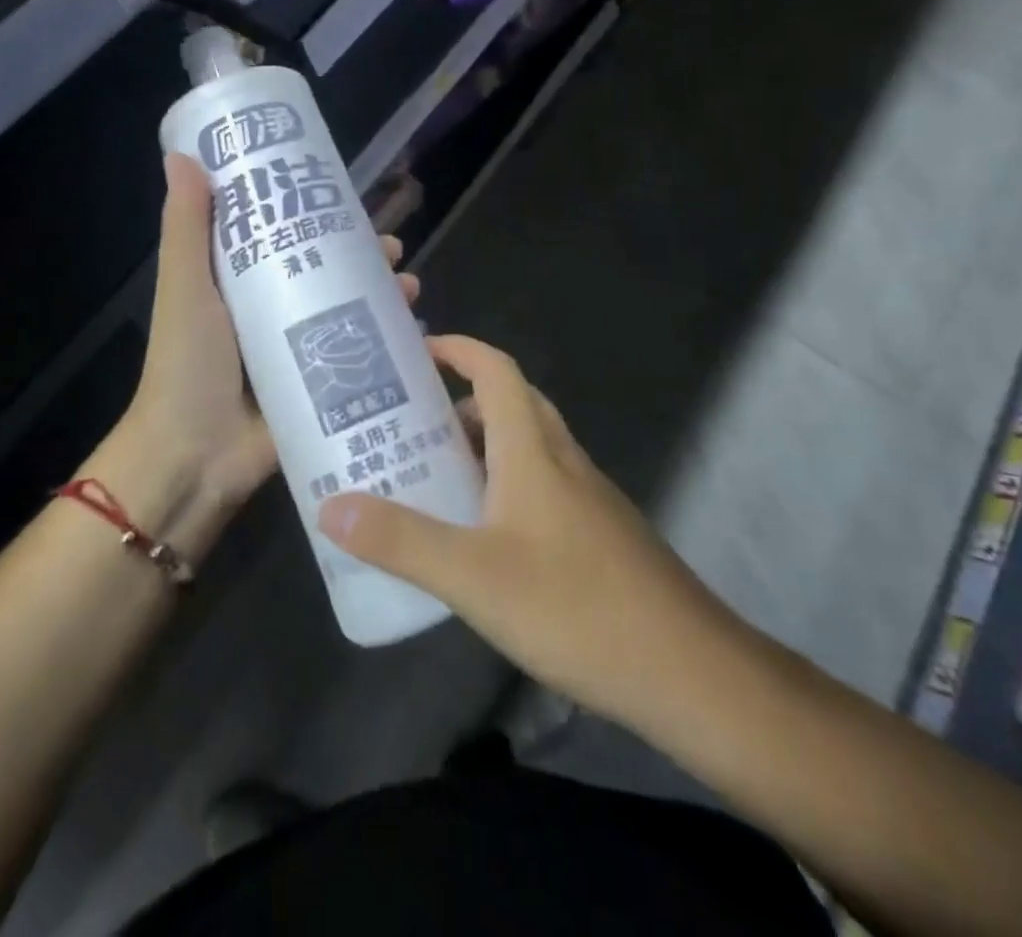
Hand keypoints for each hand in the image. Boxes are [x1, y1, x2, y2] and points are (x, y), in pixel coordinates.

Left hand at [95, 153, 418, 556]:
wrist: (194, 456)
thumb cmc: (188, 362)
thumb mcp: (185, 285)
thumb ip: (188, 226)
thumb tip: (182, 155)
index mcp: (236, 285)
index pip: (281, 236)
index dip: (313, 215)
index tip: (346, 198)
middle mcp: (270, 313)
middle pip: (324, 274)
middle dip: (362, 259)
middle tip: (394, 248)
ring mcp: (297, 353)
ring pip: (347, 313)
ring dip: (382, 298)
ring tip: (411, 288)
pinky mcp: (318, 389)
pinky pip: (358, 359)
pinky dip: (387, 345)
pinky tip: (416, 334)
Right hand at [317, 335, 731, 733]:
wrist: (690, 672)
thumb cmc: (577, 607)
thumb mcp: (474, 576)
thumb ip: (402, 540)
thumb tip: (331, 508)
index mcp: (533, 449)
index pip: (497, 370)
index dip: (459, 349)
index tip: (416, 351)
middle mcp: (562, 460)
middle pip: (511, 403)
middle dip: (460, 401)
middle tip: (409, 421)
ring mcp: (586, 498)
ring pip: (527, 448)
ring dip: (481, 446)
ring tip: (431, 475)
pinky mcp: (597, 535)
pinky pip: (541, 486)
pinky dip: (503, 486)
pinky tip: (479, 536)